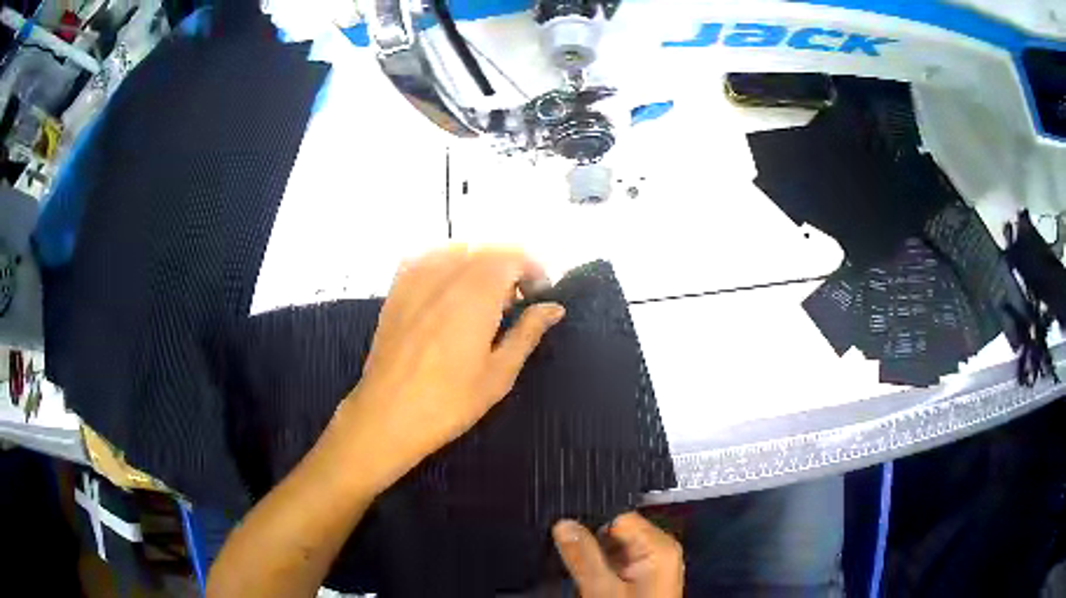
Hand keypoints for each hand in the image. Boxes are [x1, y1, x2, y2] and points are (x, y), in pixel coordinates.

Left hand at [343, 246, 564, 488]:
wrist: (387, 414)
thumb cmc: (450, 401)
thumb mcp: (499, 373)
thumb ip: (528, 333)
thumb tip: (554, 308)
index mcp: (477, 294)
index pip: (512, 256)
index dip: (533, 268)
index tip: (541, 293)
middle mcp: (447, 275)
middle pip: (486, 249)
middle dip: (509, 266)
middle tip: (516, 302)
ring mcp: (416, 279)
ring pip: (457, 249)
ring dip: (479, 263)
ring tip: (484, 296)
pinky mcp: (396, 289)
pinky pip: (427, 257)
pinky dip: (447, 262)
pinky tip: (449, 287)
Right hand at [553, 512, 683, 597]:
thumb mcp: (602, 589)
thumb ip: (583, 555)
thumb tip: (563, 525)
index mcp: (658, 546)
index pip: (618, 514)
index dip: (589, 520)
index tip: (563, 528)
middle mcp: (659, 550)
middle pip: (615, 530)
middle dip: (589, 539)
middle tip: (567, 551)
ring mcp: (650, 564)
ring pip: (612, 547)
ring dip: (592, 555)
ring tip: (580, 568)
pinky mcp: (642, 576)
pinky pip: (616, 561)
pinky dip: (599, 566)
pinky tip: (590, 578)